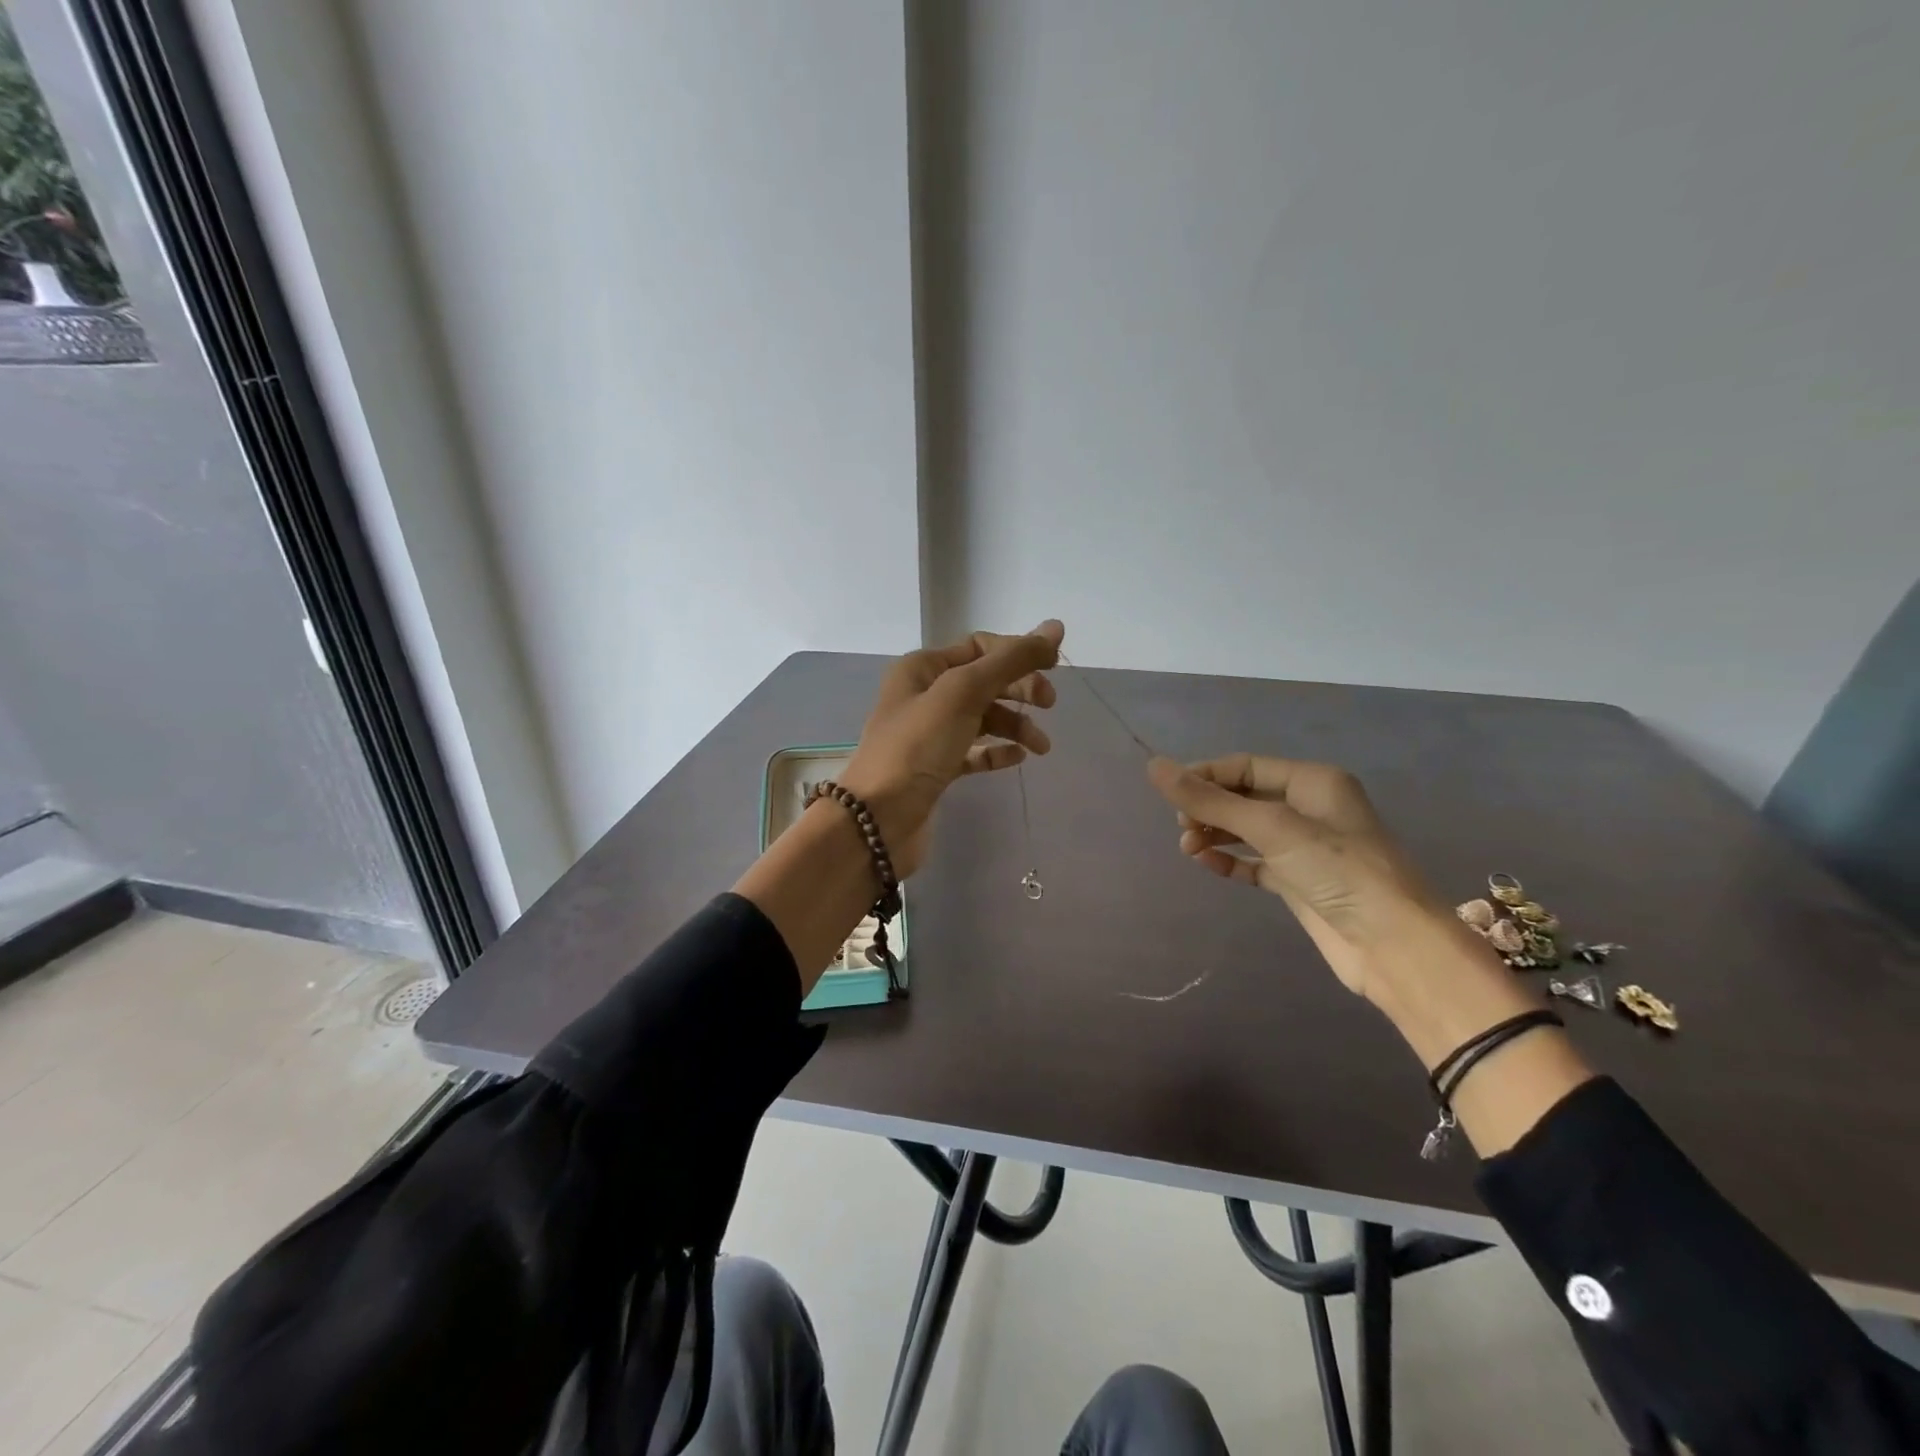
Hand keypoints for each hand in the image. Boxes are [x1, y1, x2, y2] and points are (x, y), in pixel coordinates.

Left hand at [837, 621, 1062, 878]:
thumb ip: (1010, 660)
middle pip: (984, 681)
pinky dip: (997, 751)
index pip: (980, 647)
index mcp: (922, 668)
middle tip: (1048, 706)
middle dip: (1019, 689)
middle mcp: (924, 695)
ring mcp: (929, 734)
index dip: (1017, 653)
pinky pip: (974, 751)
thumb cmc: (917, 748)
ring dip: (1015, 725)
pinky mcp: (936, 768)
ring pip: (983, 718)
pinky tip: (1017, 758)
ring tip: (1040, 747)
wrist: (876, 821)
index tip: (1053, 670)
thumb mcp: (963, 694)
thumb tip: (1055, 627)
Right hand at [1147, 753, 1475, 1000]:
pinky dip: (1230, 860)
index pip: (1246, 767)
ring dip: (1214, 834)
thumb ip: (1210, 800)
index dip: (1205, 776)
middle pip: (1244, 797)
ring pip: (1246, 830)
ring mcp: (1305, 848)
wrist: (1393, 945)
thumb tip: (1154, 766)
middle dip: (1208, 808)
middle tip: (1182, 828)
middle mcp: (1309, 809)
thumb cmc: (1337, 870)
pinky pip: (1255, 862)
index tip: (1170, 795)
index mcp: (1312, 782)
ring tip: (1188, 849)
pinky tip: (1206, 864)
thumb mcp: (1270, 827)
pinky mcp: (1300, 882)